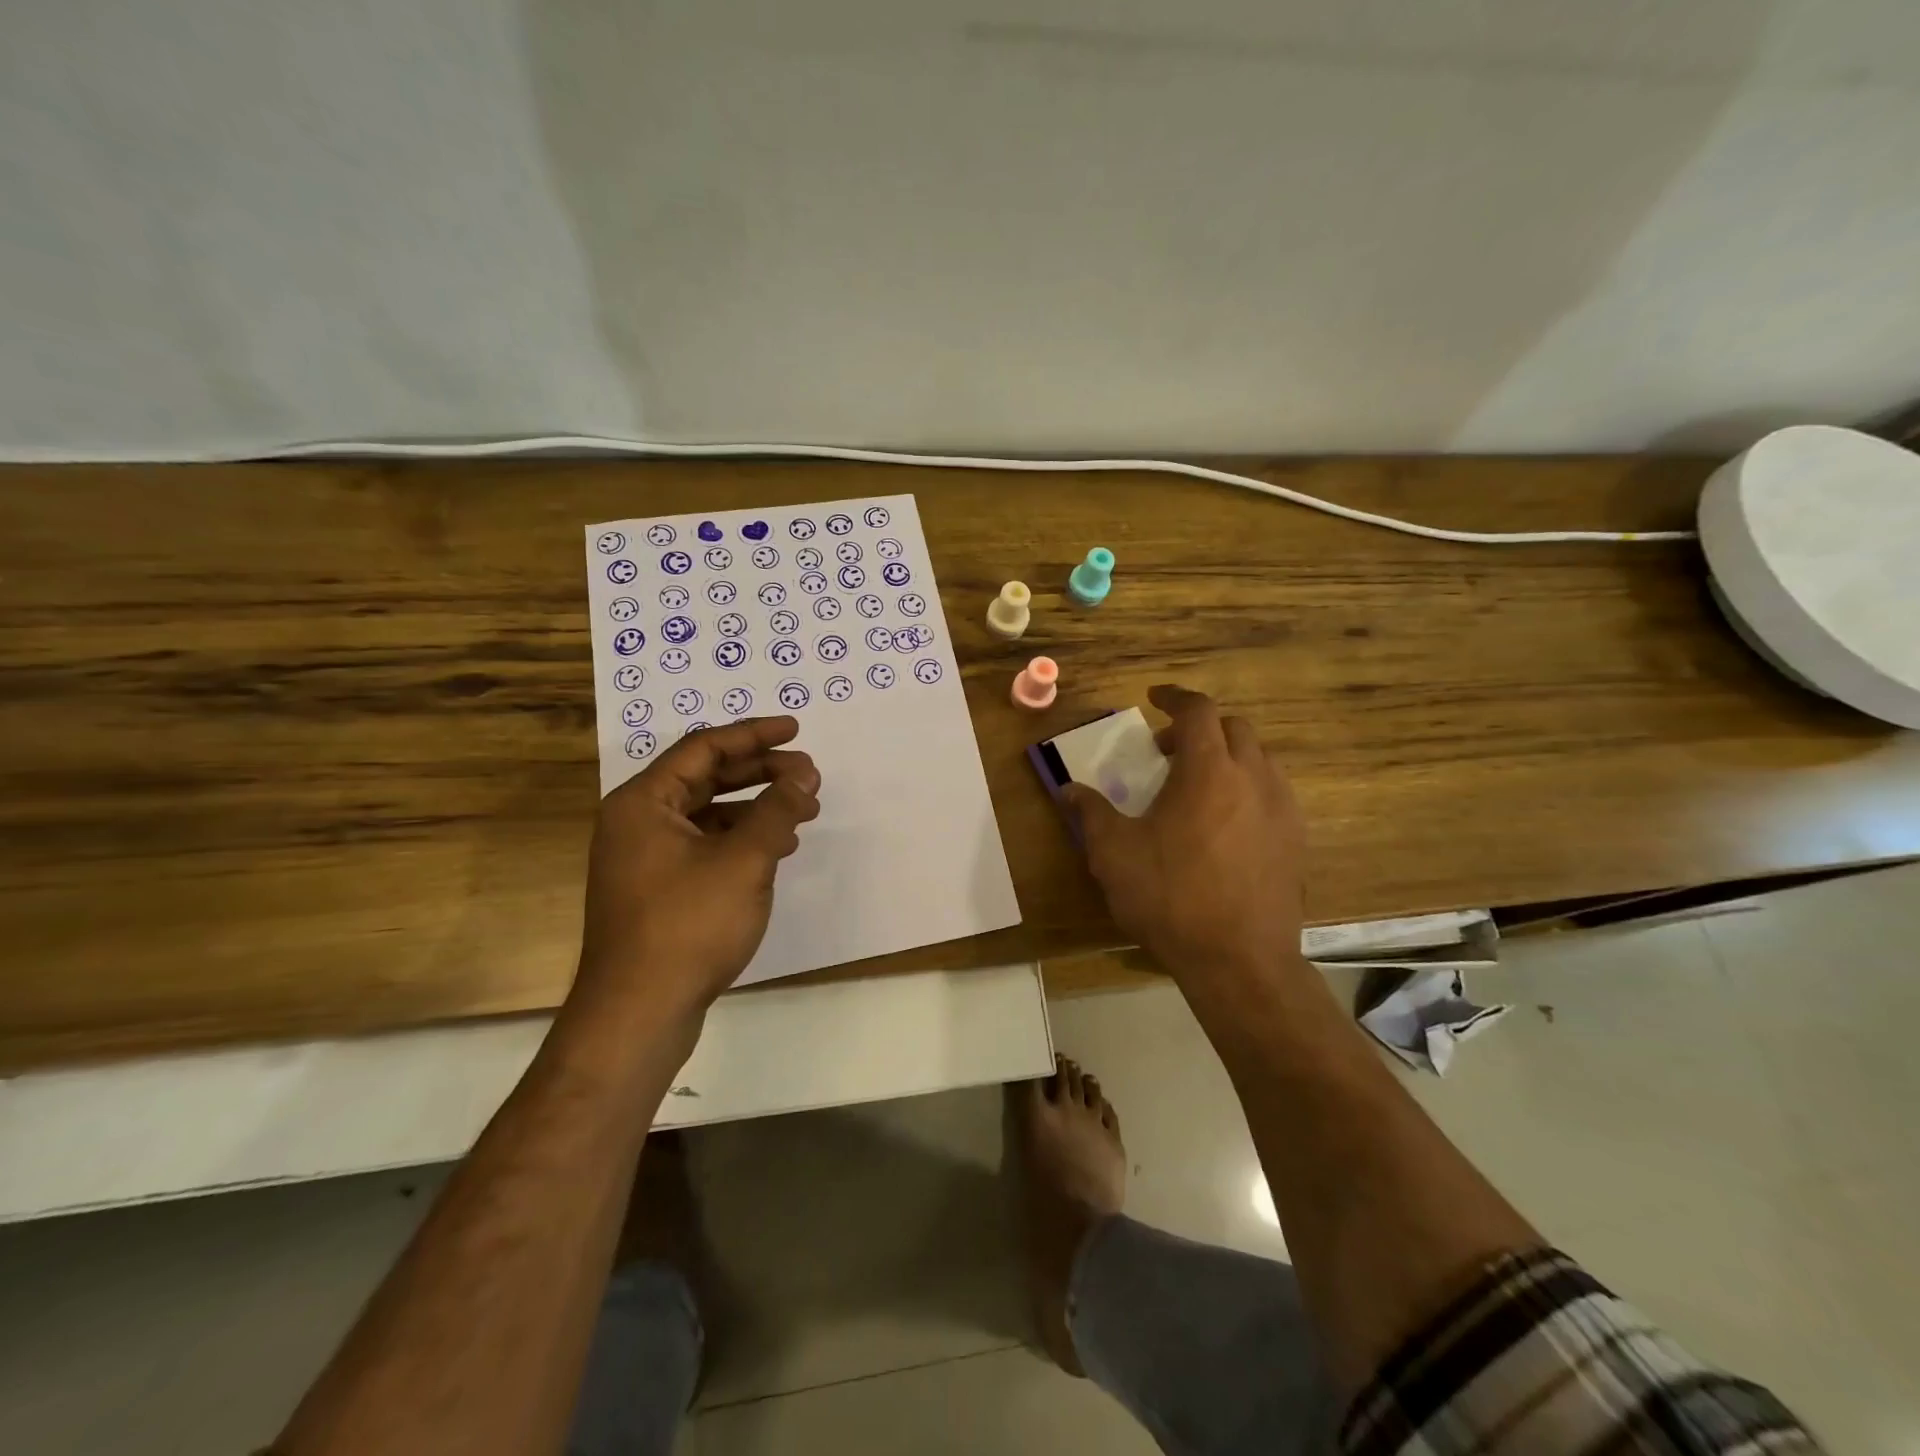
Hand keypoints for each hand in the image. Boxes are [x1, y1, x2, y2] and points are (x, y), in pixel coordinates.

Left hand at [573, 717, 820, 1021]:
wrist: (638, 1013)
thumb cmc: (688, 925)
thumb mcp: (745, 861)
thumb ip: (777, 810)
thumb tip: (804, 774)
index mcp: (644, 802)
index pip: (704, 748)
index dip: (754, 735)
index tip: (796, 730)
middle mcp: (637, 822)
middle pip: (706, 777)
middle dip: (760, 772)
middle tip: (808, 772)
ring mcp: (644, 858)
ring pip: (708, 813)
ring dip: (756, 807)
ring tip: (803, 810)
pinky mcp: (657, 889)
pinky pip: (704, 845)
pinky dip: (742, 839)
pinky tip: (777, 849)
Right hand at [1064, 685, 1304, 994]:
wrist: (1239, 961)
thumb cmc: (1170, 897)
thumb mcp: (1114, 853)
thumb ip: (1091, 813)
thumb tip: (1068, 790)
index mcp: (1208, 770)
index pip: (1199, 710)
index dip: (1175, 697)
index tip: (1154, 698)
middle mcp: (1253, 778)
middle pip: (1233, 728)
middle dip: (1199, 728)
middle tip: (1166, 752)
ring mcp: (1282, 810)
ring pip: (1258, 760)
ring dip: (1226, 758)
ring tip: (1196, 787)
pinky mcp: (1296, 841)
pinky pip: (1272, 794)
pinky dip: (1246, 788)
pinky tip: (1224, 825)